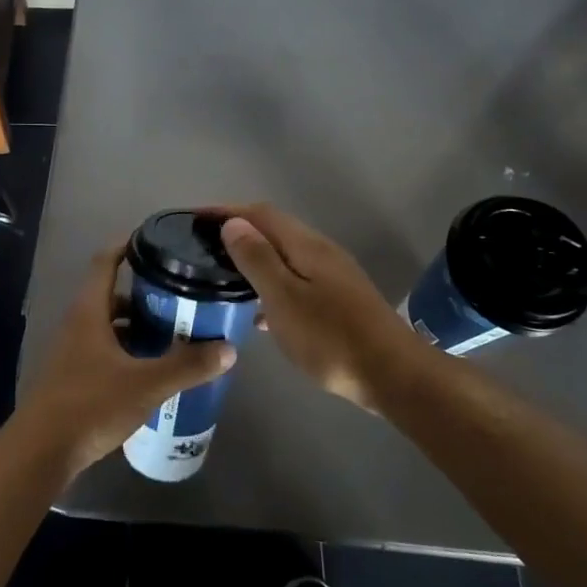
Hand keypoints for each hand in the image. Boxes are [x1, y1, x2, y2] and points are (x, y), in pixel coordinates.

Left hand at [9, 243, 233, 483]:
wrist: (41, 452)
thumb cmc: (91, 405)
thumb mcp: (146, 385)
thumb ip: (187, 366)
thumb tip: (228, 349)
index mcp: (89, 311)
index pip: (105, 261)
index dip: (128, 245)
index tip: (156, 241)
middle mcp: (78, 324)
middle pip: (111, 295)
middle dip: (144, 294)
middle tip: (180, 297)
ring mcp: (72, 352)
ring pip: (109, 326)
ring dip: (137, 326)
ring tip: (173, 334)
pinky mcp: (73, 377)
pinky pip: (105, 351)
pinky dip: (128, 352)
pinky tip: (151, 370)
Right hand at [220, 205, 417, 413]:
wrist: (393, 375)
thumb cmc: (331, 337)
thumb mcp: (284, 298)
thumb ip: (257, 259)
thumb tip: (233, 223)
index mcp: (305, 245)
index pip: (259, 213)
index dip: (226, 211)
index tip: (193, 217)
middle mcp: (320, 252)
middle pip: (273, 230)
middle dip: (237, 232)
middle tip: (202, 248)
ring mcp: (332, 276)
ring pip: (284, 257)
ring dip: (253, 260)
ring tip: (222, 277)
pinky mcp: (338, 301)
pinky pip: (294, 282)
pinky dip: (271, 287)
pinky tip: (259, 315)